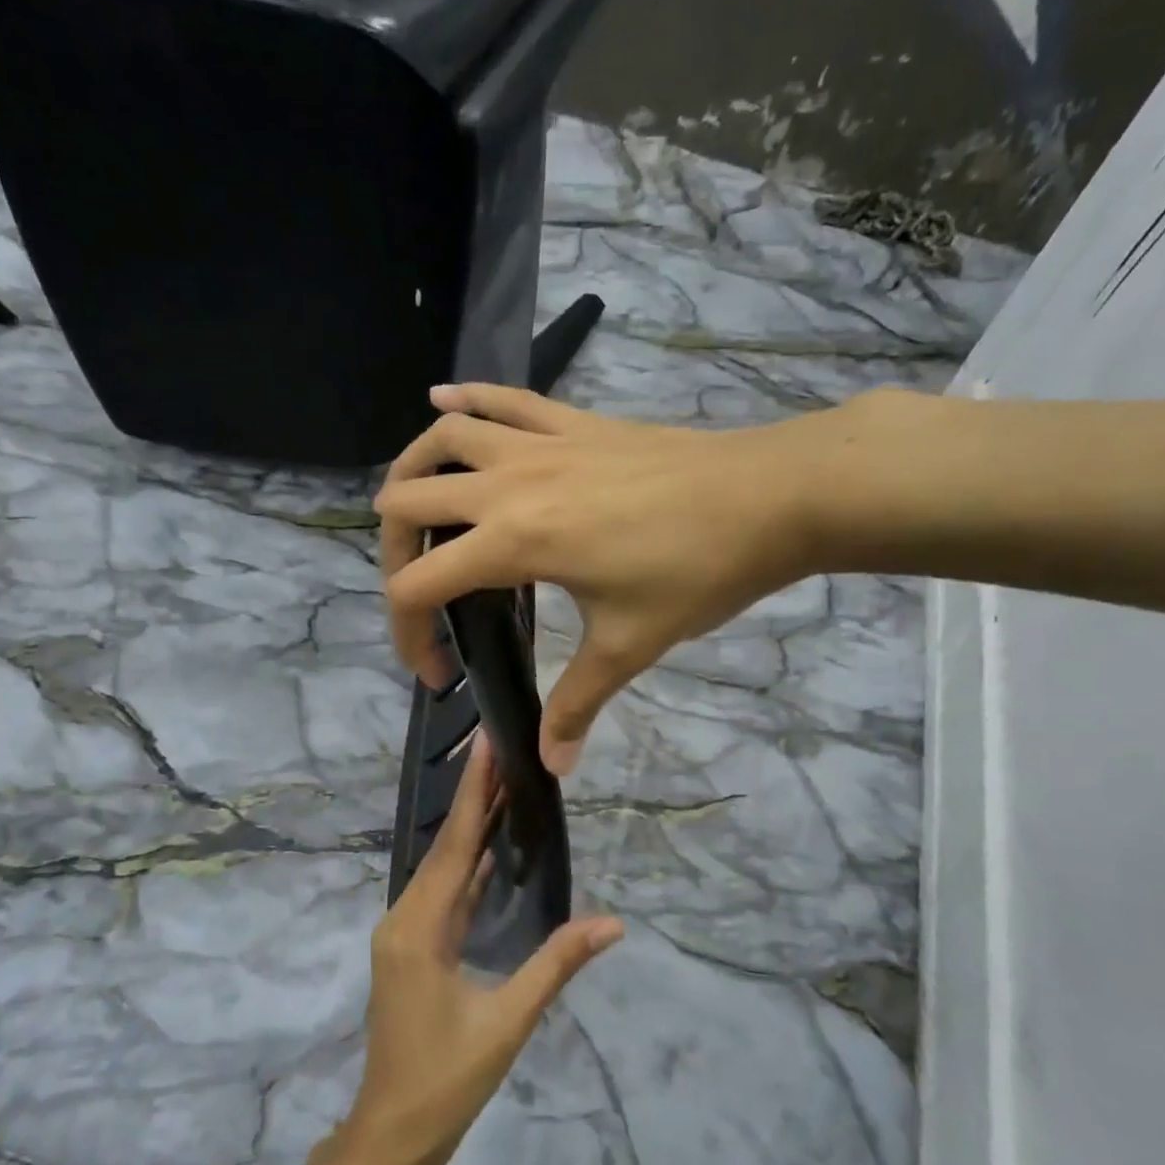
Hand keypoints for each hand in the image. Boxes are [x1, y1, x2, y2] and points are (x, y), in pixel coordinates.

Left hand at [345, 732, 623, 1164]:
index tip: (486, 745)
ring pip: (442, 870)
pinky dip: (466, 868)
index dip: (473, 793)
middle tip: (502, 751)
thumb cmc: (448, 1080)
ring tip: (503, 787)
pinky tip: (490, 850)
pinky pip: (443, 895)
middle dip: (474, 799)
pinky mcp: (412, 948)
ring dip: (470, 831)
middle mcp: (404, 919)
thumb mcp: (509, 1021)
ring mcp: (404, 933)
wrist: (392, 1134)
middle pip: (445, 848)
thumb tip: (613, 923)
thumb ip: (557, 964)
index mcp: (419, 928)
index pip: (453, 845)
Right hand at [375, 383, 862, 773]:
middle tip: (422, 594)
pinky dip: (465, 399)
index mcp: (515, 541)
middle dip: (393, 555)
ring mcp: (539, 444)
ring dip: (413, 472)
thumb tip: (552, 766)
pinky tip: (441, 400)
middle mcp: (509, 484)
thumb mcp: (631, 644)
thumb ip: (578, 703)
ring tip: (413, 508)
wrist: (772, 496)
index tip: (439, 674)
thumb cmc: (699, 571)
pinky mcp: (570, 421)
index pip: (419, 586)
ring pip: (442, 439)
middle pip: (407, 502)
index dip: (408, 636)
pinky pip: (503, 398)